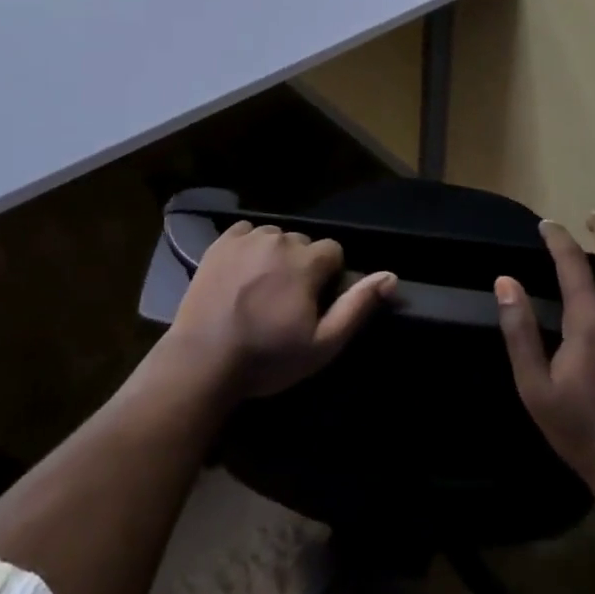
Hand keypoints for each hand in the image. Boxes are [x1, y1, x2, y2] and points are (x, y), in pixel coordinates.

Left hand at [168, 222, 395, 398]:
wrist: (203, 361)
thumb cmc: (267, 358)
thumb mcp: (322, 343)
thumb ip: (358, 306)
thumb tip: (391, 276)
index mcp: (307, 261)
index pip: (333, 251)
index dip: (328, 276)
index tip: (314, 302)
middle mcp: (278, 240)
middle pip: (302, 243)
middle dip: (302, 265)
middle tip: (286, 300)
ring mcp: (246, 239)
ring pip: (274, 236)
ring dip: (275, 254)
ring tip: (262, 287)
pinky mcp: (219, 243)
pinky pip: (245, 232)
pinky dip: (249, 246)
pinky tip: (242, 273)